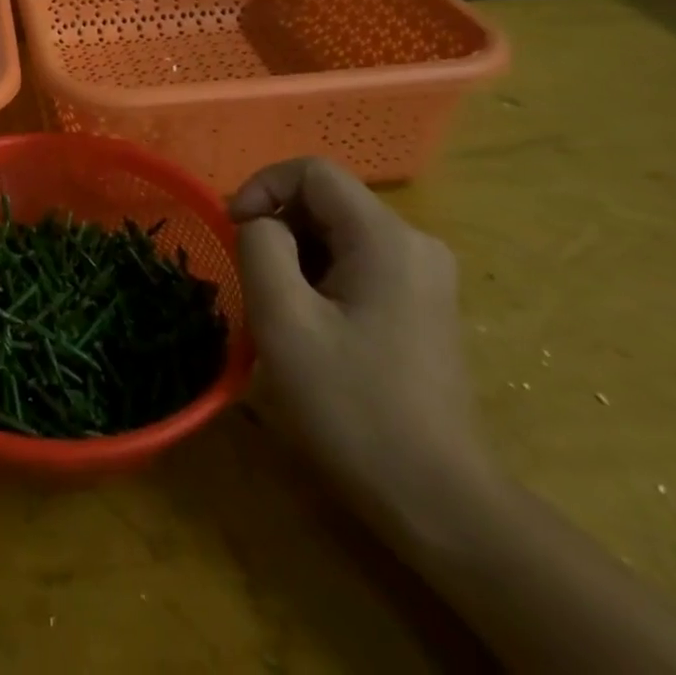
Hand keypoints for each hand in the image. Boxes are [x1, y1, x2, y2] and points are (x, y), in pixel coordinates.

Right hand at [231, 157, 489, 533]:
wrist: (440, 503)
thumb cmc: (354, 407)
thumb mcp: (284, 320)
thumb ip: (261, 246)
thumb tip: (260, 224)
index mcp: (386, 237)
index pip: (312, 171)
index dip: (262, 187)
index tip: (235, 231)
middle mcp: (414, 243)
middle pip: (326, 200)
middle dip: (278, 226)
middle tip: (250, 277)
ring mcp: (424, 275)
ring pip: (338, 233)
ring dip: (296, 255)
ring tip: (278, 307)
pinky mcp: (423, 305)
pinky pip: (357, 262)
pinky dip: (320, 276)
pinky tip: (312, 325)